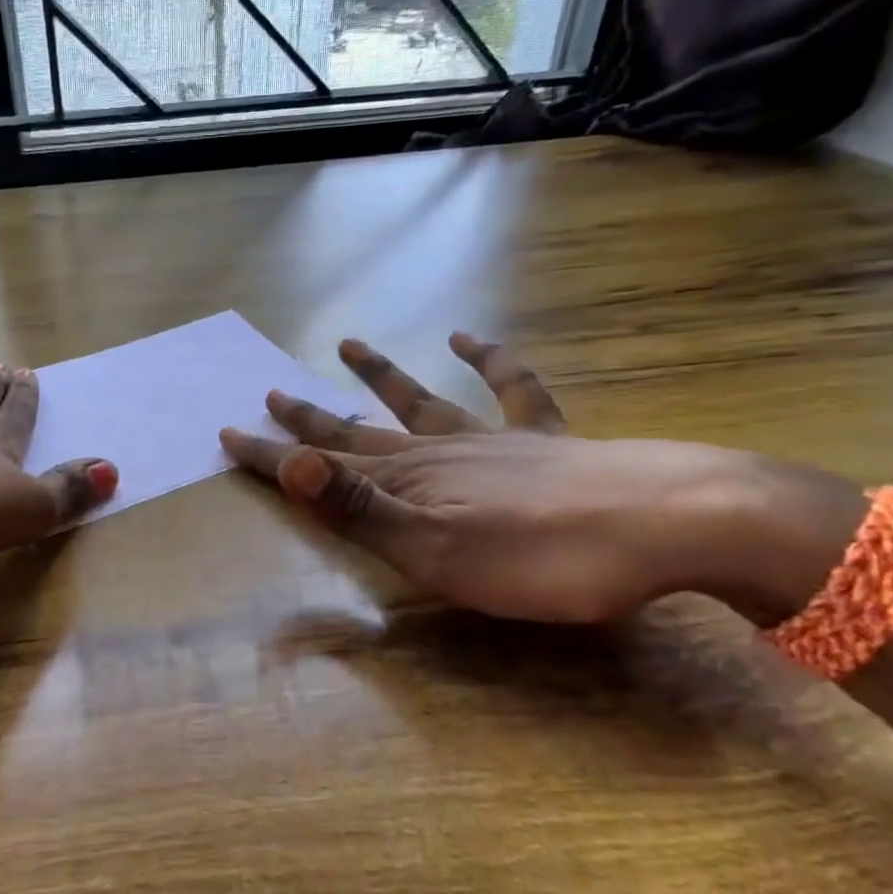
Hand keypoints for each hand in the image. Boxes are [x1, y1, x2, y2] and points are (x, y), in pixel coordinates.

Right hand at [221, 334, 807, 624]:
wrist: (665, 523)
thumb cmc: (539, 556)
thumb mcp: (433, 549)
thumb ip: (358, 508)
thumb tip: (288, 464)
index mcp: (406, 485)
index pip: (319, 468)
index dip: (270, 456)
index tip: (227, 435)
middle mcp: (437, 453)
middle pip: (359, 431)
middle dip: (309, 419)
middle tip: (270, 393)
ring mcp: (490, 439)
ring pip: (421, 401)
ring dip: (382, 377)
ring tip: (348, 344)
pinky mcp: (543, 438)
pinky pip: (510, 389)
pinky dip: (489, 361)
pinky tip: (469, 337)